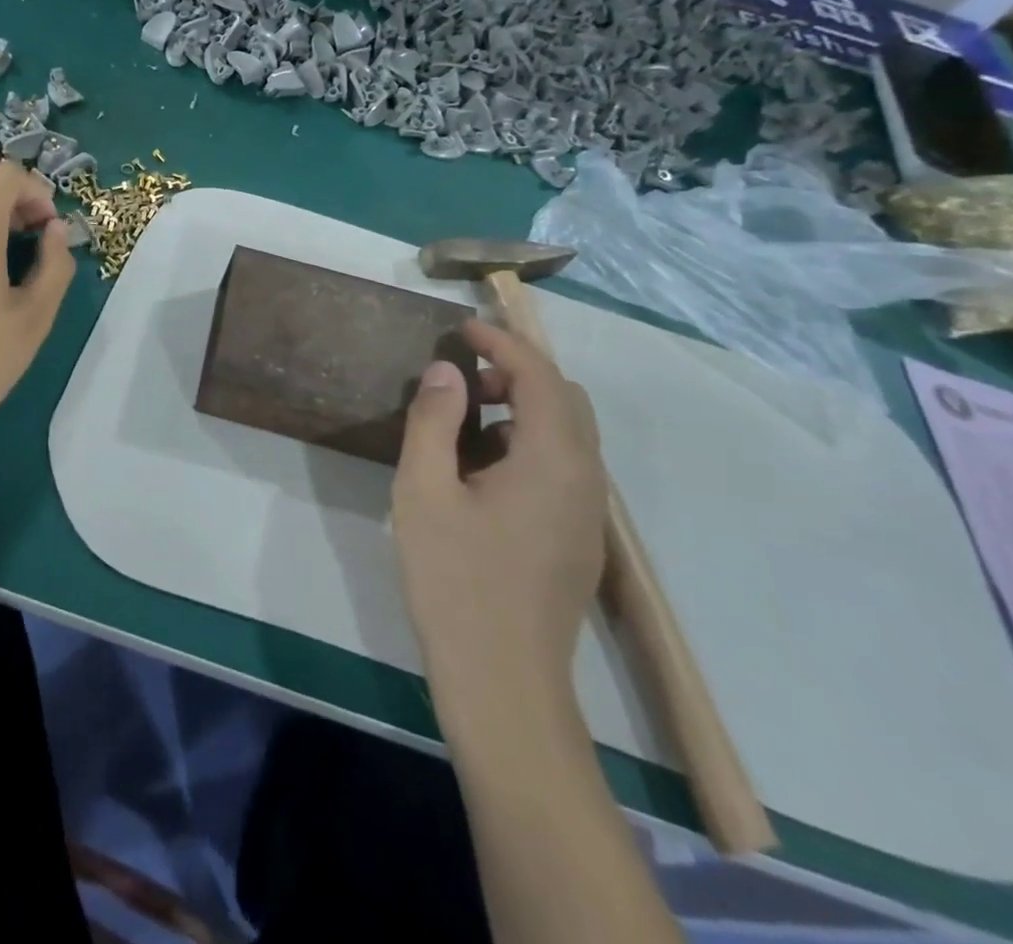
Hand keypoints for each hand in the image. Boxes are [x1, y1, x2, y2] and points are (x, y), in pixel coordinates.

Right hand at [392, 319, 605, 716]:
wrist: (503, 684)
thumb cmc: (455, 580)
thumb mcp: (424, 491)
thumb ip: (435, 420)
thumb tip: (447, 371)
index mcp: (554, 459)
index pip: (539, 375)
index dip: (503, 342)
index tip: (463, 328)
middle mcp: (586, 478)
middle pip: (564, 399)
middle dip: (516, 373)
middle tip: (461, 380)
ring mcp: (588, 513)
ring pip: (567, 434)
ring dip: (522, 409)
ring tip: (464, 423)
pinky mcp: (579, 539)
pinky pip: (563, 466)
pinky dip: (529, 442)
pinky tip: (482, 472)